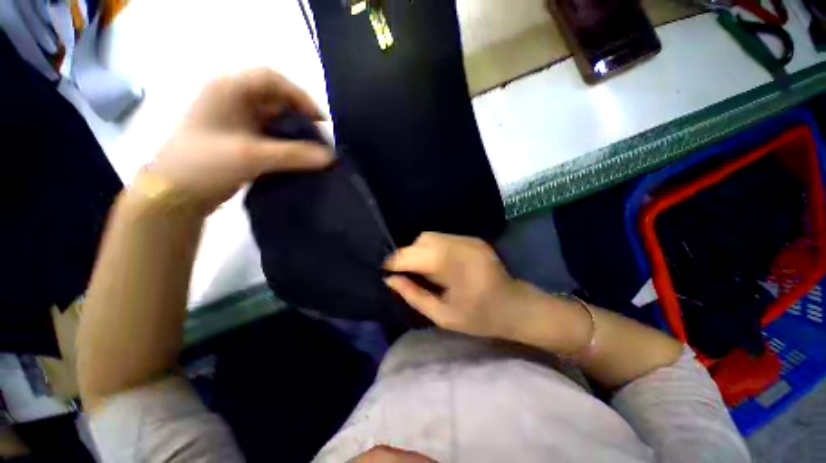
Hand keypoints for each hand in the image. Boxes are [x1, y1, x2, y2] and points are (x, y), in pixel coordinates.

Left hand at [145, 68, 333, 214]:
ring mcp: (234, 120)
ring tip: (312, 150)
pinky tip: (297, 157)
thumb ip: (295, 155)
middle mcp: (232, 99)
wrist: (174, 194)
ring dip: (294, 132)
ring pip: (274, 118)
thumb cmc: (205, 164)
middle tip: (319, 139)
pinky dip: (285, 143)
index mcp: (229, 90)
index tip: (320, 121)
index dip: (300, 96)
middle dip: (300, 116)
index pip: (272, 79)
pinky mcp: (238, 138)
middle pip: (275, 99)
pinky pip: (269, 134)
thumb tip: (330, 157)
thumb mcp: (252, 156)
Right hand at [384, 232, 526, 338]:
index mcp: (452, 265)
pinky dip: (433, 248)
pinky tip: (437, 264)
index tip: (386, 272)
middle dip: (407, 255)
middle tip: (406, 273)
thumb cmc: (481, 317)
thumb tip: (390, 280)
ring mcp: (468, 239)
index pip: (413, 254)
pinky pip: (443, 238)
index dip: (395, 262)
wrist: (517, 306)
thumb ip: (414, 295)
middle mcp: (459, 244)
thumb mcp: (443, 316)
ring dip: (419, 250)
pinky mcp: (473, 239)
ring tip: (422, 269)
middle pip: (421, 240)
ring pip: (430, 236)